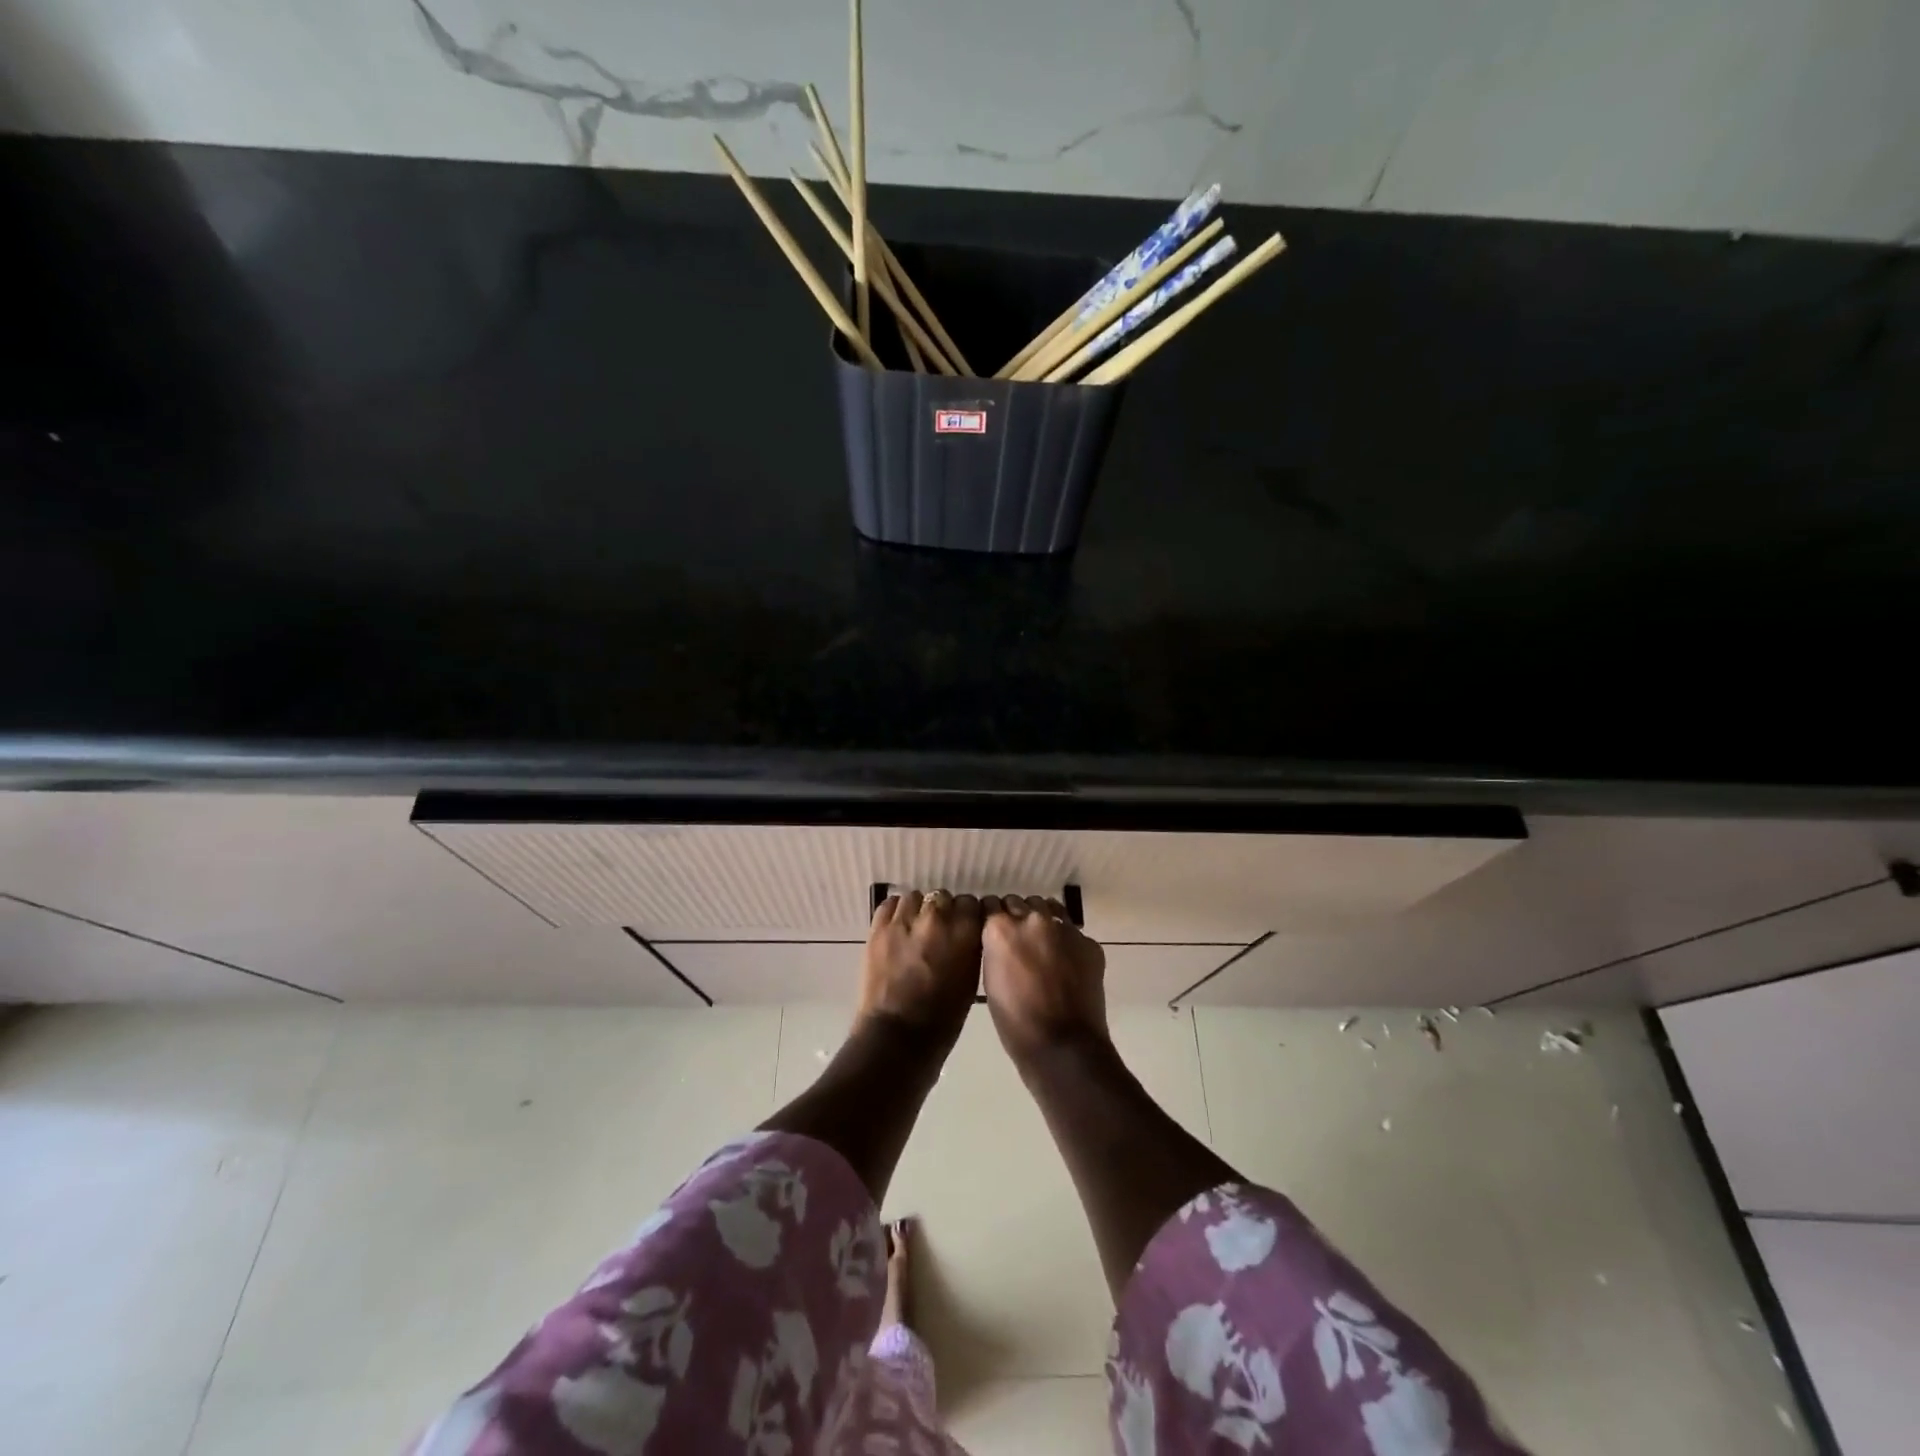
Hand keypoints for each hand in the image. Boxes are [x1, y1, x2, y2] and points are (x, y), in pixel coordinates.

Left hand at [858, 890, 983, 1049]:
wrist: (897, 1038)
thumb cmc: (943, 1020)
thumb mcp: (971, 981)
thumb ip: (971, 948)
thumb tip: (967, 932)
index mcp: (965, 933)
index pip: (972, 903)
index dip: (968, 915)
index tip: (965, 926)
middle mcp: (936, 919)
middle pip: (944, 897)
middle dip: (944, 911)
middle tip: (939, 931)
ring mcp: (904, 921)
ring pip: (916, 897)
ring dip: (919, 909)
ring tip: (916, 927)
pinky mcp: (878, 928)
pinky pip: (889, 904)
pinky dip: (896, 911)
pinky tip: (898, 926)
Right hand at [980, 895, 1108, 1067]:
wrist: (1063, 1047)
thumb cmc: (1015, 1021)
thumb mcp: (990, 980)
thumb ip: (994, 948)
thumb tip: (1000, 939)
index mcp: (1001, 928)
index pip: (990, 904)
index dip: (991, 918)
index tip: (991, 931)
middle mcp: (1032, 919)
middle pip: (1018, 902)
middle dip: (1015, 916)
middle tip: (1016, 940)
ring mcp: (1063, 928)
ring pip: (1046, 908)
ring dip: (1040, 920)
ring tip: (1040, 945)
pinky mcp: (1088, 942)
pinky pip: (1071, 931)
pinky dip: (1065, 941)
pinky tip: (1064, 963)